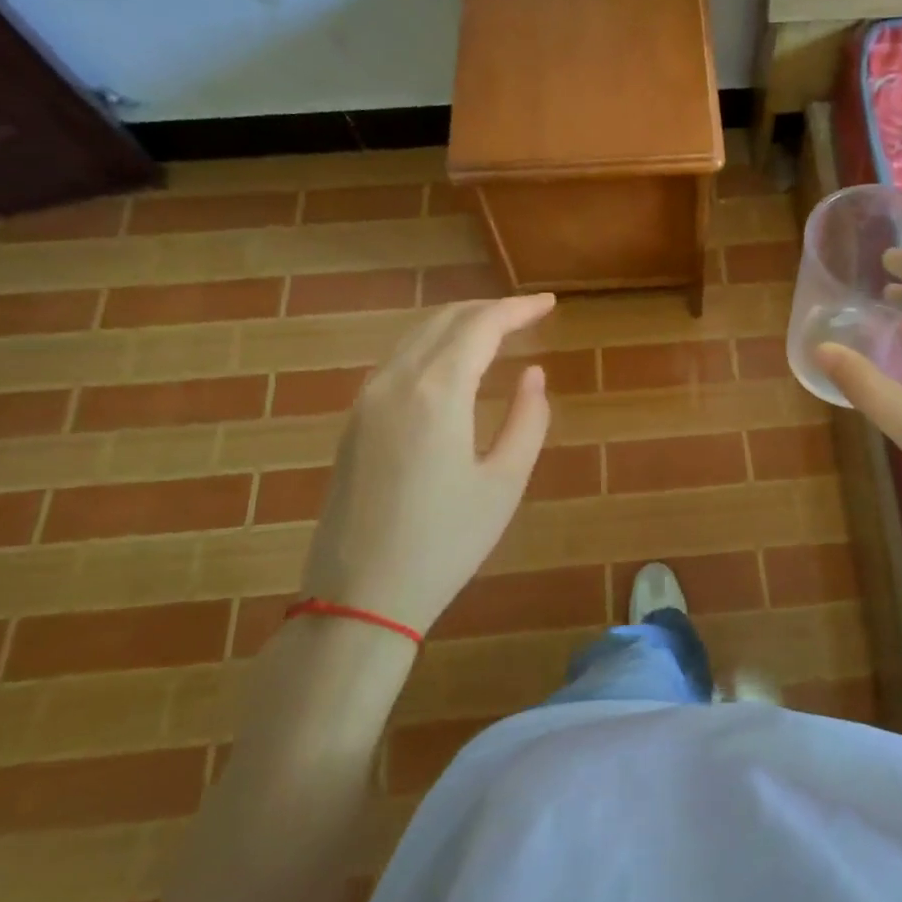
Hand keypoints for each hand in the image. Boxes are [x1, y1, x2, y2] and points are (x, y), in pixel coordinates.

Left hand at [300, 295, 555, 633]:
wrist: (359, 598)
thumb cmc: (445, 543)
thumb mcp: (505, 483)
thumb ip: (528, 419)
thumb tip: (532, 374)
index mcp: (437, 392)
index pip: (481, 326)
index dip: (518, 309)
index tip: (549, 304)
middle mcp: (395, 381)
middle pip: (445, 321)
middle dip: (489, 309)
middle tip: (527, 314)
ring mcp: (366, 400)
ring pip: (416, 336)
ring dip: (458, 324)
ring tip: (495, 331)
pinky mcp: (353, 422)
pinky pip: (397, 360)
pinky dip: (432, 346)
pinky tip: (451, 363)